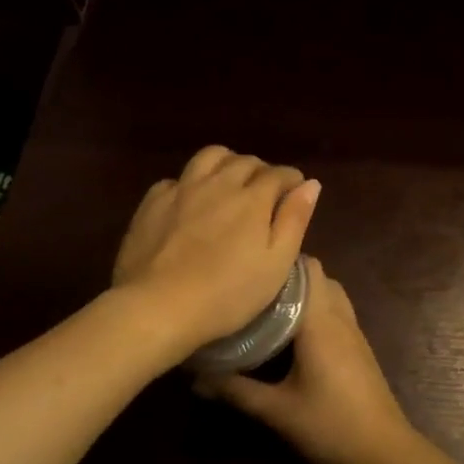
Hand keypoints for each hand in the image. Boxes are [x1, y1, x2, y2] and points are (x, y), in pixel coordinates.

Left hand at [112, 146, 319, 358]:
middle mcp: (219, 183)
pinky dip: (190, 183)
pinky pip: (176, 179)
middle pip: (245, 161)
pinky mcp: (153, 202)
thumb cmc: (227, 294)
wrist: (158, 306)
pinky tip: (189, 202)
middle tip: (265, 192)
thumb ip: (294, 220)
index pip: (279, 174)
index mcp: (252, 199)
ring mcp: (182, 189)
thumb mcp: (275, 265)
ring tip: (229, 183)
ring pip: (209, 157)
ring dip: (226, 163)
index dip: (291, 180)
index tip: (295, 191)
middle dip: (262, 171)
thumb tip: (311, 184)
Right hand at [206, 258, 420, 463]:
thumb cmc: (331, 425)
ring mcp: (354, 332)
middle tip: (252, 291)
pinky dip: (316, 310)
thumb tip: (195, 379)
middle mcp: (340, 317)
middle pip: (318, 275)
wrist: (384, 453)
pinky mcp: (360, 348)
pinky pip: (337, 311)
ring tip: (270, 308)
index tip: (246, 270)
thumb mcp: (277, 410)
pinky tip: (293, 334)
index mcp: (320, 321)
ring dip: (304, 293)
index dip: (277, 262)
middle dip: (287, 277)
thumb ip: (235, 391)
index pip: (305, 268)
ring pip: (330, 292)